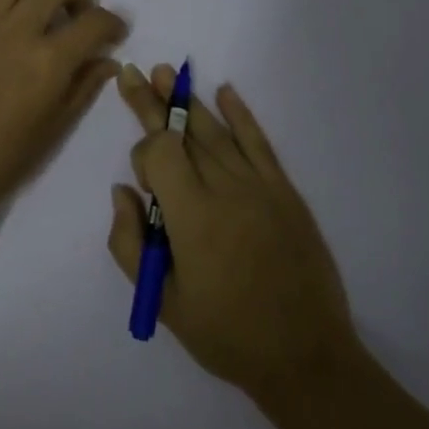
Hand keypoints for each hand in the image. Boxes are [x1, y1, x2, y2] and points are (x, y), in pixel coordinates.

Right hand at [108, 64, 359, 404]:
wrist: (305, 356)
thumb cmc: (226, 334)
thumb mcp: (162, 300)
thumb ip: (129, 242)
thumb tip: (122, 191)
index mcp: (193, 216)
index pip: (160, 153)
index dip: (144, 155)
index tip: (142, 186)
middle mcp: (225, 188)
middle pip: (183, 132)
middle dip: (154, 102)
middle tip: (133, 73)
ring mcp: (259, 186)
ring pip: (216, 131)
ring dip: (188, 101)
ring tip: (167, 73)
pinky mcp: (284, 191)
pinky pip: (259, 143)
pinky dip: (242, 115)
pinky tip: (225, 91)